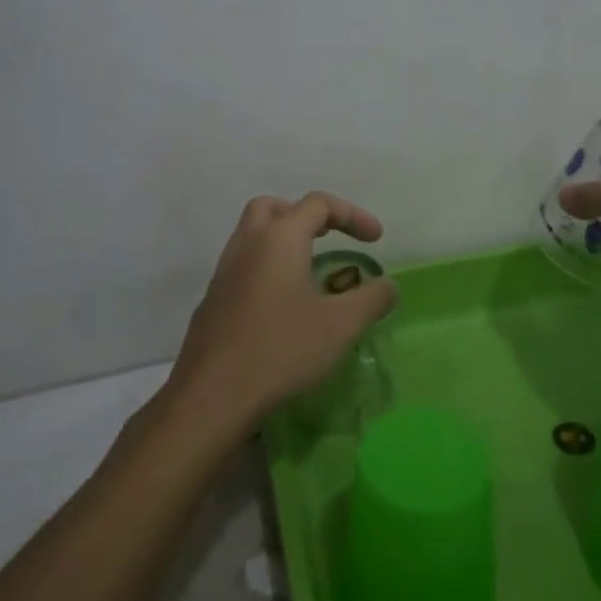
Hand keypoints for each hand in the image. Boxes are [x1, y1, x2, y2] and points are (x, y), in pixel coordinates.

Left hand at [168, 192, 397, 428]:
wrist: (211, 397)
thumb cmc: (281, 349)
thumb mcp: (341, 325)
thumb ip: (372, 299)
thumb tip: (388, 286)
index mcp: (279, 239)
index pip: (318, 204)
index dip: (352, 214)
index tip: (376, 240)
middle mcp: (247, 245)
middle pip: (274, 208)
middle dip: (306, 216)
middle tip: (329, 238)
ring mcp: (223, 274)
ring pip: (252, 237)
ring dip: (283, 243)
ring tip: (310, 273)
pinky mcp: (212, 302)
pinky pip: (242, 268)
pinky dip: (266, 271)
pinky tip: (283, 308)